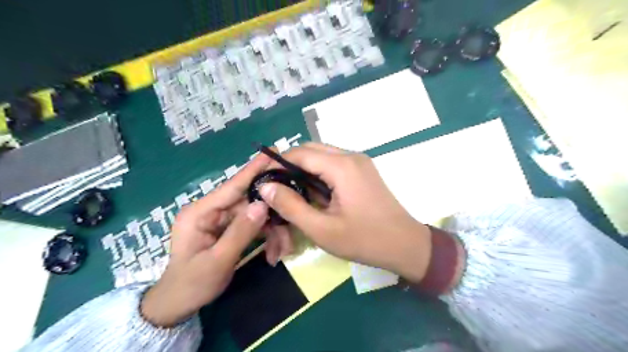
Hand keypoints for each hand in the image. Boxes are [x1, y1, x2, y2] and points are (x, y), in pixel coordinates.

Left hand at [140, 154, 270, 326]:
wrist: (178, 305)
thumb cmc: (191, 284)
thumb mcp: (217, 261)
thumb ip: (240, 232)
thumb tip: (262, 204)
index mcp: (200, 213)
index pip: (231, 186)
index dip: (253, 169)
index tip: (272, 153)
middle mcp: (212, 211)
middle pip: (249, 203)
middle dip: (271, 215)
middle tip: (290, 222)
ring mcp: (221, 220)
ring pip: (255, 215)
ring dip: (271, 231)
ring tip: (282, 249)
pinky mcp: (229, 229)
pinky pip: (253, 226)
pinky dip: (266, 237)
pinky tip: (273, 252)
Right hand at [259, 141, 431, 281]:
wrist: (405, 245)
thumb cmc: (364, 240)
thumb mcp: (322, 229)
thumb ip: (291, 206)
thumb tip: (265, 187)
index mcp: (341, 166)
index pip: (299, 153)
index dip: (276, 164)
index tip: (261, 180)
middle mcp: (351, 156)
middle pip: (311, 150)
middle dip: (290, 165)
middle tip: (276, 188)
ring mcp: (359, 162)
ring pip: (322, 155)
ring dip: (305, 170)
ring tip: (293, 193)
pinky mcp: (363, 170)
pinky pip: (334, 164)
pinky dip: (319, 174)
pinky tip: (315, 194)